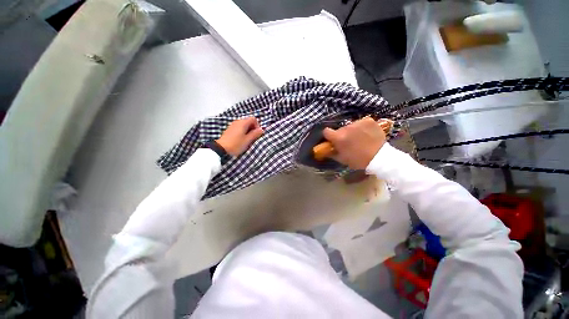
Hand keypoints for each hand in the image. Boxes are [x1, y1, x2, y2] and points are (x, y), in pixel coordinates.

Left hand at [216, 117, 263, 155]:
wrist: (221, 148)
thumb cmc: (236, 144)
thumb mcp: (247, 140)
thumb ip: (255, 134)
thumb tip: (261, 129)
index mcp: (243, 123)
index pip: (253, 119)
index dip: (257, 125)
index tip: (257, 133)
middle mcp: (238, 121)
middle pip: (248, 121)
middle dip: (253, 128)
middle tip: (253, 137)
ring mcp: (233, 125)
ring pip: (244, 125)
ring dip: (248, 130)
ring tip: (247, 139)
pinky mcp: (230, 129)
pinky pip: (239, 127)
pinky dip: (243, 131)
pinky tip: (241, 139)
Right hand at [322, 117, 386, 169]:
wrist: (379, 158)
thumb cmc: (358, 160)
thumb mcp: (341, 159)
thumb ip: (331, 152)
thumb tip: (325, 149)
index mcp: (339, 137)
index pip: (326, 131)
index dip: (328, 135)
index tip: (332, 139)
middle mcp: (347, 127)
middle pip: (340, 129)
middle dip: (342, 134)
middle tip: (348, 142)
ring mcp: (358, 123)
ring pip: (350, 126)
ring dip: (352, 131)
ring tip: (359, 138)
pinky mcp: (368, 120)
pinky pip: (361, 122)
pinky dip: (362, 127)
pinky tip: (366, 134)